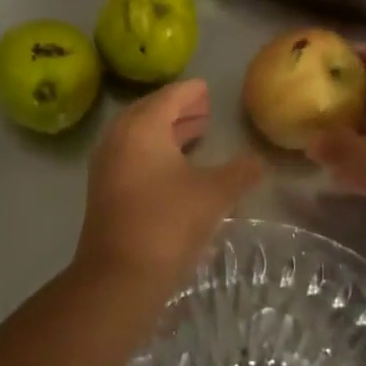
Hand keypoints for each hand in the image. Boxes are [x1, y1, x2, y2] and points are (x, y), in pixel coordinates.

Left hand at [76, 79, 264, 286]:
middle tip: (204, 108)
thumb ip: (240, 172)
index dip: (190, 92)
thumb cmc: (168, 224)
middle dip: (178, 110)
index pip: (169, 97)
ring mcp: (107, 165)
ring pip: (139, 135)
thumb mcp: (214, 194)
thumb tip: (260, 161)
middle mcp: (119, 138)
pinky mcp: (104, 190)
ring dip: (166, 131)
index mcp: (143, 127)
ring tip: (196, 133)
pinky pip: (132, 155)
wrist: (119, 277)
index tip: (206, 88)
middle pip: (150, 112)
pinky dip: (154, 151)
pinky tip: (176, 167)